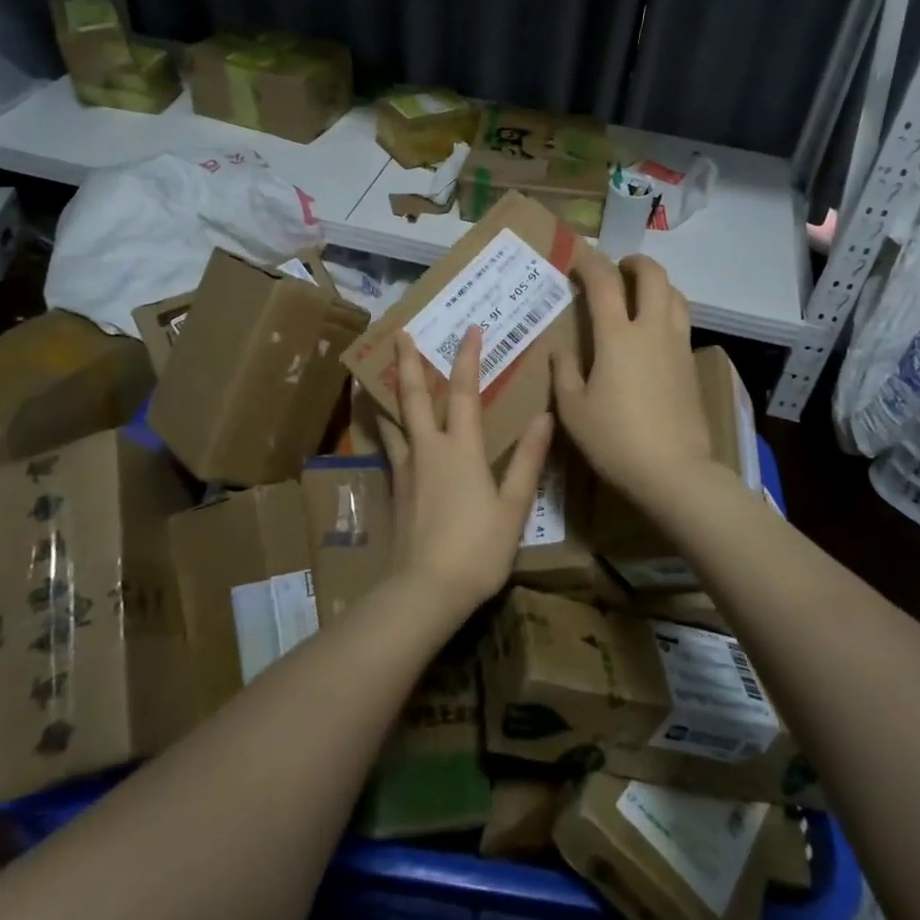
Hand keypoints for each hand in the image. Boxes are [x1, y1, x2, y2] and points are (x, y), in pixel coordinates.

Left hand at [380, 327, 551, 613]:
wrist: (425, 590)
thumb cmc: (477, 549)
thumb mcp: (513, 507)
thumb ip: (527, 460)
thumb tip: (544, 417)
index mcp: (461, 449)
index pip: (464, 392)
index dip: (467, 358)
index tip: (468, 329)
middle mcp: (428, 449)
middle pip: (414, 397)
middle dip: (407, 362)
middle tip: (399, 333)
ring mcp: (406, 469)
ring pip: (393, 420)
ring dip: (386, 393)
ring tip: (375, 374)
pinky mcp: (394, 490)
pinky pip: (388, 447)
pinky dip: (384, 428)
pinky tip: (383, 429)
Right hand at [551, 252, 714, 505]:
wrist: (674, 472)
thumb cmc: (615, 440)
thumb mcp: (573, 410)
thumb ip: (565, 372)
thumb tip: (561, 349)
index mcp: (617, 337)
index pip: (604, 282)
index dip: (590, 263)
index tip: (579, 258)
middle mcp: (652, 330)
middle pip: (653, 276)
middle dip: (635, 262)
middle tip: (618, 268)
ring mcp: (677, 346)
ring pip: (676, 296)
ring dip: (658, 284)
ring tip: (640, 295)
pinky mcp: (691, 366)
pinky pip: (682, 322)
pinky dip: (667, 311)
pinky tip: (654, 333)